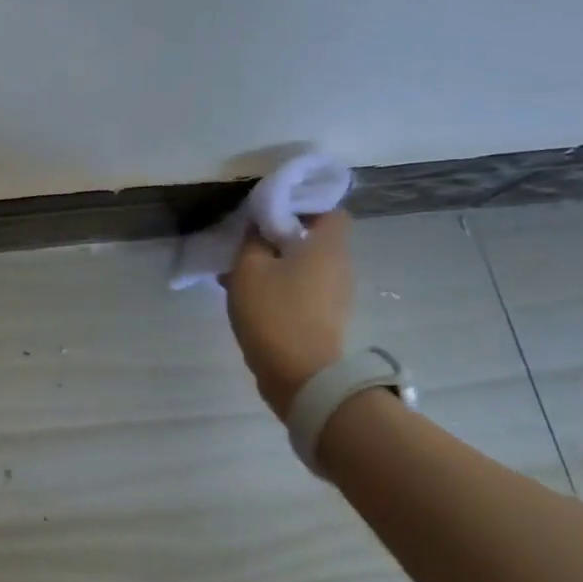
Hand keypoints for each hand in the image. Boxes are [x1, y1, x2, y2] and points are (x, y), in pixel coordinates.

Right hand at [222, 210, 354, 422]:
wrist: (301, 376)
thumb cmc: (275, 312)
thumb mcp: (249, 267)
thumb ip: (253, 239)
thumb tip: (260, 226)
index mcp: (328, 246)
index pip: (329, 210)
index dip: (303, 205)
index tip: (272, 210)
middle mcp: (340, 266)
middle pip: (315, 238)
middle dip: (282, 235)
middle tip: (250, 238)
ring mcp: (336, 296)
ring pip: (305, 265)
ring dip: (277, 263)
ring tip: (242, 269)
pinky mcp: (326, 319)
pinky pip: (303, 289)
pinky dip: (280, 286)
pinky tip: (250, 295)